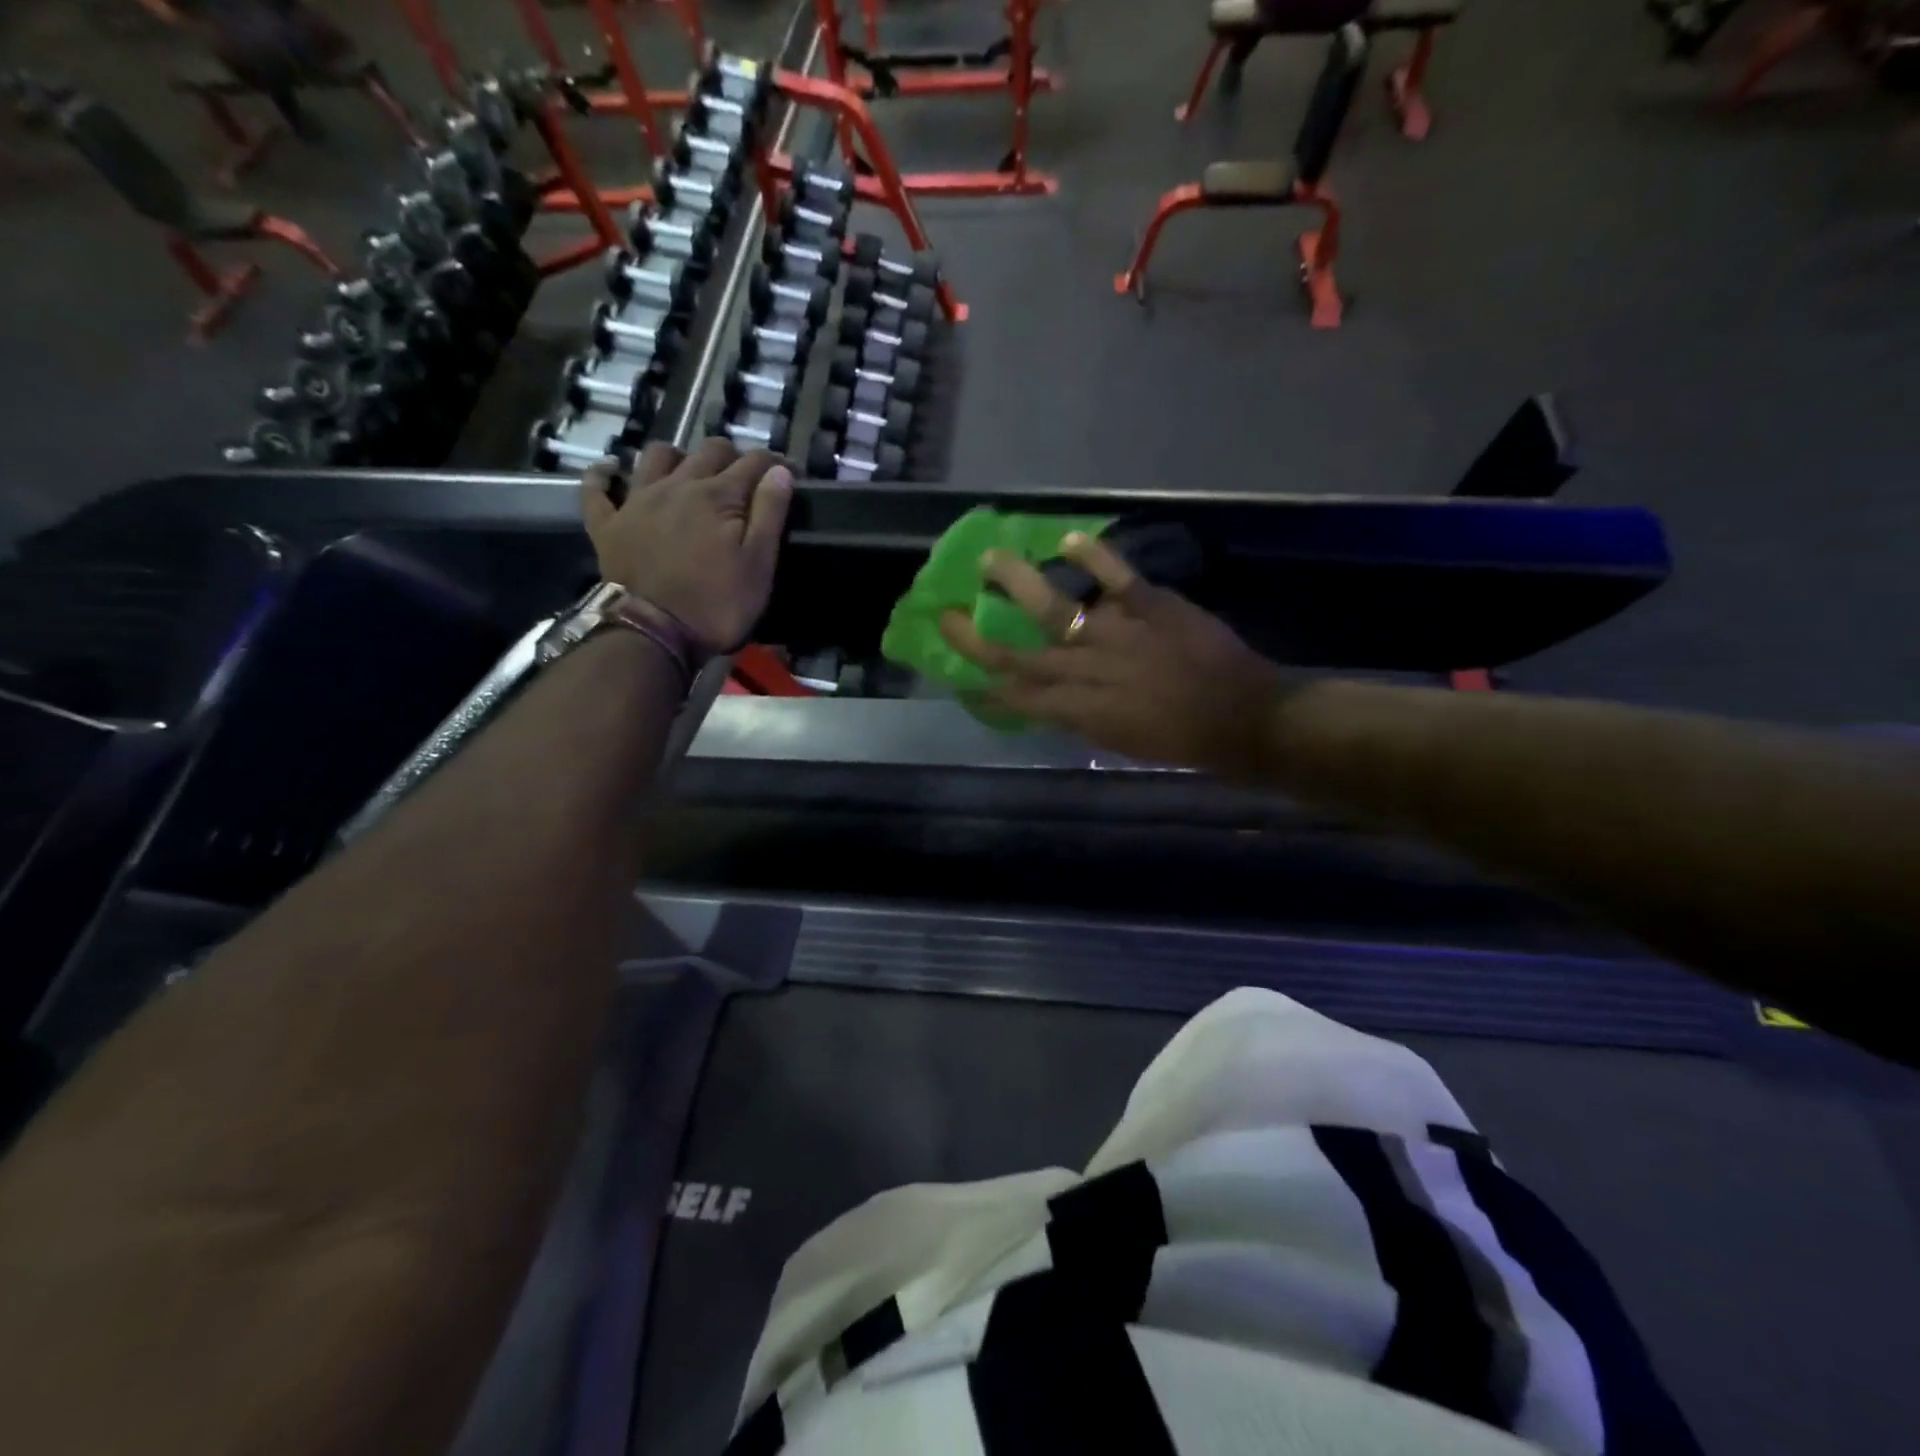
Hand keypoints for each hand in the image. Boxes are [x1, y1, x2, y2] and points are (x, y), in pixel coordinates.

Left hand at [582, 439, 792, 653]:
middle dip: (732, 456)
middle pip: (708, 451)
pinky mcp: (607, 524)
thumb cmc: (717, 604)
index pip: (752, 463)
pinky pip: (597, 487)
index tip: (788, 471)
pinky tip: (613, 469)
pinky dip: (605, 474)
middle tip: (745, 478)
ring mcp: (637, 501)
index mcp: (718, 496)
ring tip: (689, 472)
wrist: (653, 634)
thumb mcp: (758, 565)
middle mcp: (677, 485)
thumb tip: (779, 470)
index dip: (774, 463)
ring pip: (656, 455)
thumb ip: (770, 513)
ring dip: (678, 456)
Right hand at [938, 533, 1287, 776]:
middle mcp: (1087, 670)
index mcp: (1080, 710)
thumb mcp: (1120, 742)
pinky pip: (1116, 576)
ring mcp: (1117, 633)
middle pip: (1019, 655)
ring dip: (1017, 582)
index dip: (983, 684)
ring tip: (989, 559)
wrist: (1244, 718)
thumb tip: (1053, 695)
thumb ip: (1081, 716)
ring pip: (1055, 607)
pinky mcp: (1151, 605)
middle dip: (976, 639)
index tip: (958, 674)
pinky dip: (1094, 555)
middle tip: (947, 616)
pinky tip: (1069, 539)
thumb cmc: (1181, 741)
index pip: (1018, 696)